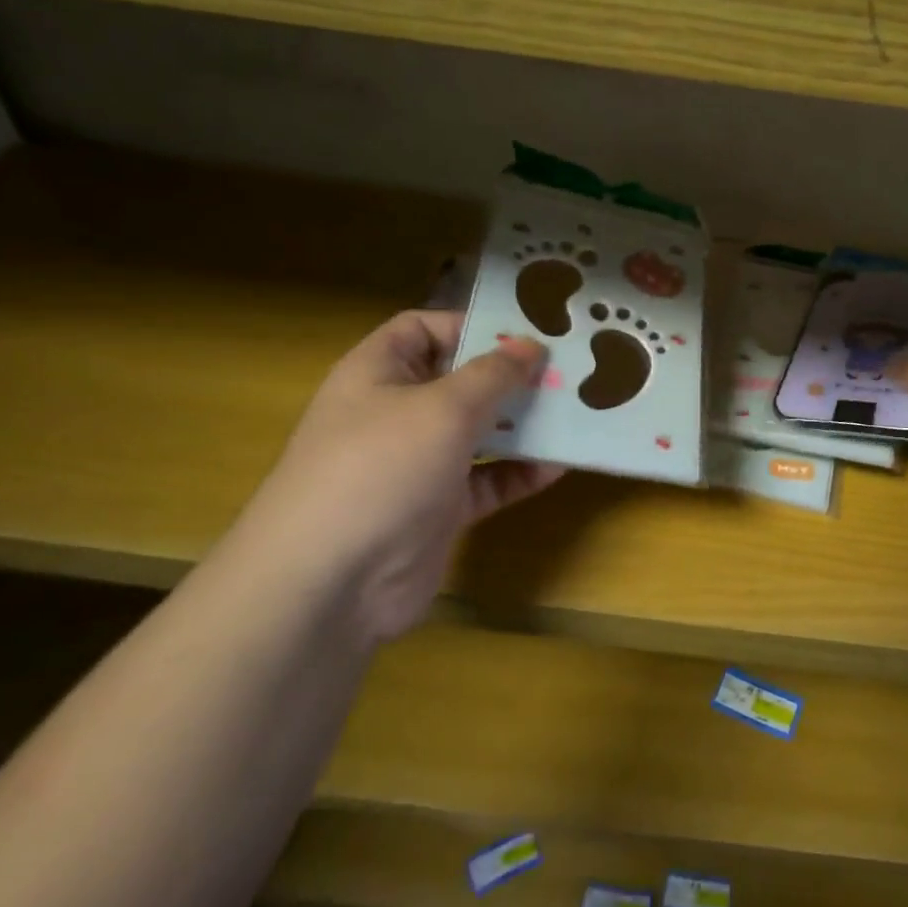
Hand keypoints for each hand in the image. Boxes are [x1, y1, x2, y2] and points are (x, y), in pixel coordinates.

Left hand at [228, 310, 563, 642]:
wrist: (331, 581)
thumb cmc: (382, 467)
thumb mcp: (443, 407)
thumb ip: (493, 374)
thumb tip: (531, 346)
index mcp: (379, 373)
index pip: (424, 329)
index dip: (471, 325)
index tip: (526, 333)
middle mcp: (397, 413)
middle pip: (461, 381)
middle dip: (512, 377)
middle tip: (568, 372)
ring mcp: (418, 463)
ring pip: (479, 432)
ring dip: (524, 424)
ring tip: (576, 413)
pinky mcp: (439, 509)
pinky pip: (488, 480)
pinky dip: (520, 472)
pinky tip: (560, 465)